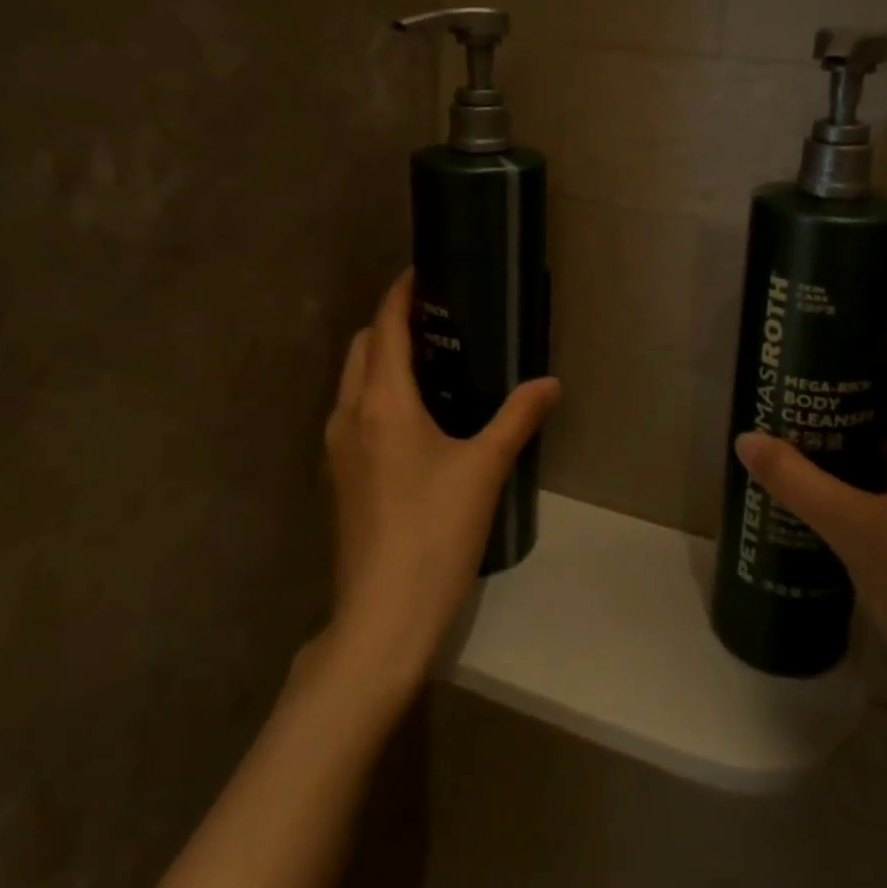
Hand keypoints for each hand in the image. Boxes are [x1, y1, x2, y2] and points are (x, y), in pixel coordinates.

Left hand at [318, 270, 559, 688]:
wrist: (382, 615)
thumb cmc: (435, 531)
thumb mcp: (485, 469)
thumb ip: (517, 417)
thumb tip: (550, 384)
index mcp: (382, 403)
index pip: (386, 327)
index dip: (401, 293)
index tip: (422, 272)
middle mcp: (349, 415)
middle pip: (362, 348)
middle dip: (389, 323)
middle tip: (435, 318)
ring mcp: (337, 448)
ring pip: (352, 381)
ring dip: (379, 358)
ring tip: (427, 361)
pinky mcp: (338, 477)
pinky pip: (352, 411)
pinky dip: (375, 392)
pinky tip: (413, 416)